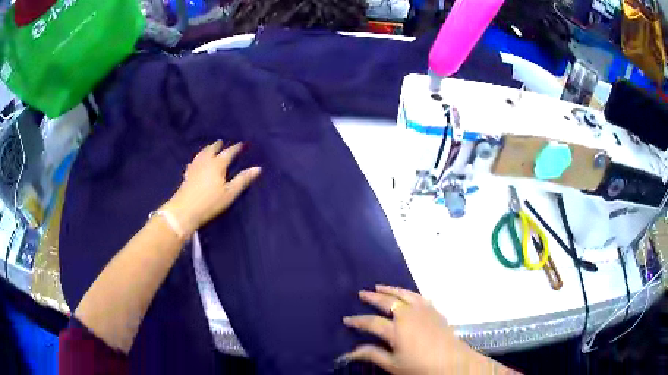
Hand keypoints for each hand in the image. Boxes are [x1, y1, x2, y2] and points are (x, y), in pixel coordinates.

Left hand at [163, 140, 260, 236]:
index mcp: (217, 164)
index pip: (228, 153)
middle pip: (212, 149)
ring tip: (210, 147)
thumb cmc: (210, 202)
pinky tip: (195, 162)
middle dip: (218, 145)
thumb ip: (243, 180)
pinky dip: (197, 159)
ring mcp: (194, 167)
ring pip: (201, 154)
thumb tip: (258, 168)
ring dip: (207, 149)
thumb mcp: (230, 193)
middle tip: (222, 142)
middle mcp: (205, 162)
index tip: (241, 144)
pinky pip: (193, 162)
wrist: (185, 210)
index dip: (235, 148)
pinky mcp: (187, 174)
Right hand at [343, 285, 486, 373]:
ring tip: (379, 286)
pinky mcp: (434, 310)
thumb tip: (350, 352)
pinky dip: (408, 292)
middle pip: (387, 302)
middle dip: (372, 297)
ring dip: (390, 289)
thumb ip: (372, 355)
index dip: (357, 321)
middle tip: (362, 293)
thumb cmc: (420, 367)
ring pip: (403, 294)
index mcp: (396, 330)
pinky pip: (418, 296)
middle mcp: (408, 315)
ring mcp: (423, 310)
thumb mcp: (393, 365)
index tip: (346, 319)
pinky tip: (406, 293)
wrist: (453, 363)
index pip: (371, 322)